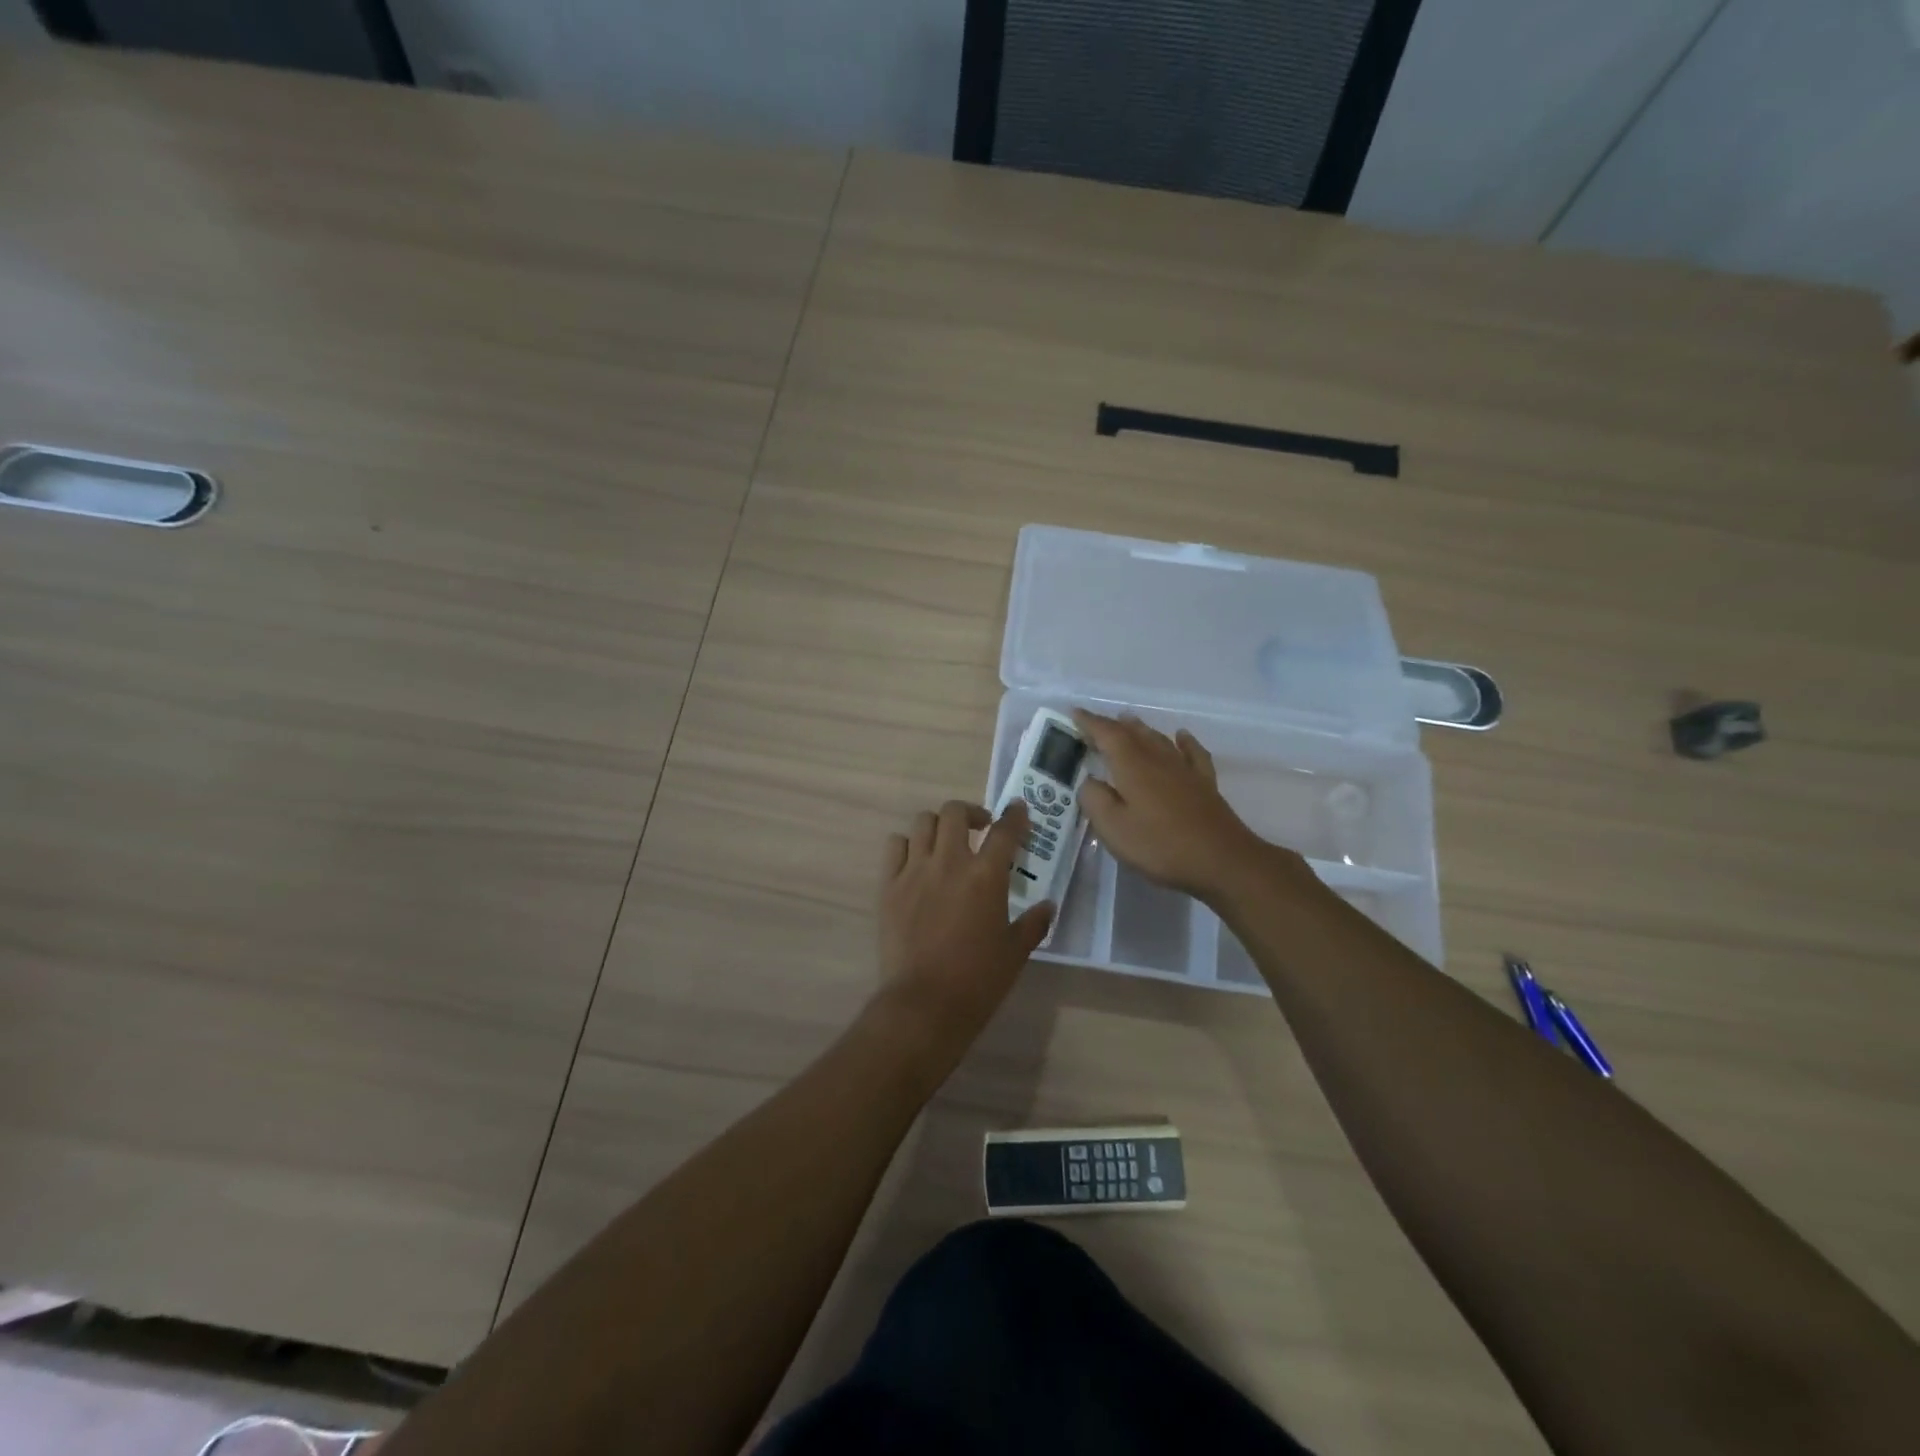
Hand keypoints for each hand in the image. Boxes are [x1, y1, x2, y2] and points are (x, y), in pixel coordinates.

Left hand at [877, 799, 1054, 1040]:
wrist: (924, 1004)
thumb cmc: (978, 979)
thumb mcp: (1016, 952)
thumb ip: (1033, 923)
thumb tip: (1048, 906)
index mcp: (986, 876)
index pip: (1005, 831)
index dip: (1015, 815)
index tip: (1017, 810)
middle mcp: (950, 862)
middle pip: (956, 812)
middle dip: (971, 812)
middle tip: (980, 827)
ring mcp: (914, 870)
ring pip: (923, 822)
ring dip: (939, 825)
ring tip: (946, 842)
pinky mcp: (889, 885)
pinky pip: (895, 846)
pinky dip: (907, 845)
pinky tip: (916, 861)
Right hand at [1073, 709, 1297, 902]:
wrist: (1222, 860)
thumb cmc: (1160, 845)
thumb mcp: (1113, 828)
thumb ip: (1095, 799)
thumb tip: (1089, 780)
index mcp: (1132, 766)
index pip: (1107, 734)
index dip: (1090, 722)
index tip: (1074, 712)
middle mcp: (1158, 759)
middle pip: (1133, 733)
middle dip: (1112, 725)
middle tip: (1096, 721)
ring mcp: (1185, 770)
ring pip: (1159, 739)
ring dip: (1141, 729)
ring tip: (1129, 720)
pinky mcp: (1205, 784)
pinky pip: (1192, 753)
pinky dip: (1184, 741)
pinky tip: (1182, 736)